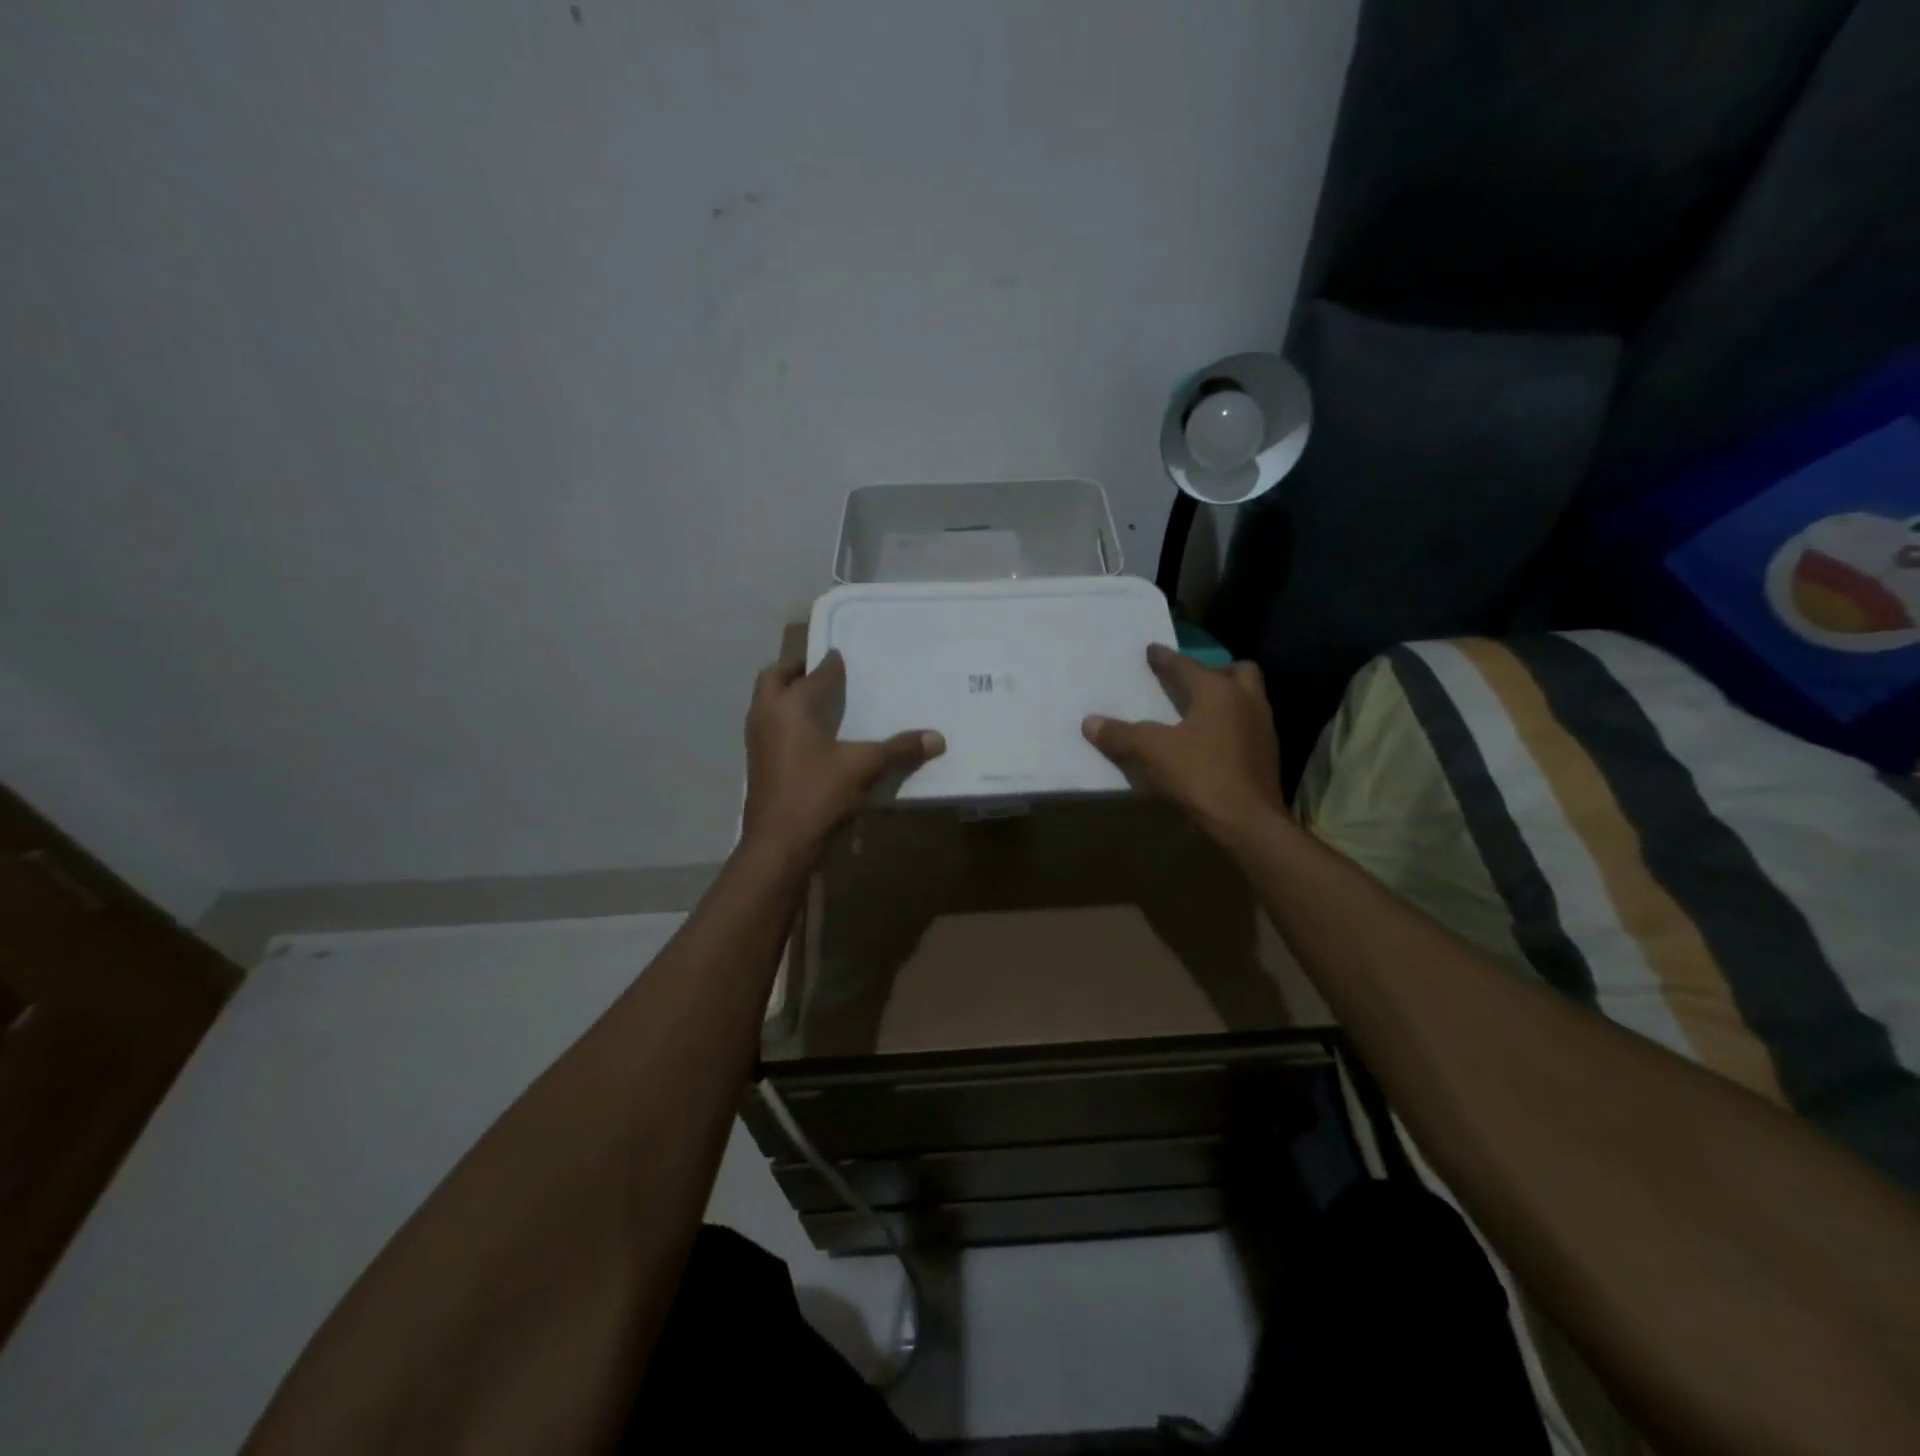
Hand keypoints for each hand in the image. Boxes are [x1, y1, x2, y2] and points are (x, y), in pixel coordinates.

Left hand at [741, 650, 944, 868]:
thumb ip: (899, 749)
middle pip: (775, 677)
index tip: (845, 655)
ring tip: (819, 699)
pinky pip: (771, 726)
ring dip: (787, 694)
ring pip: (768, 703)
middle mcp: (767, 714)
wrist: (778, 845)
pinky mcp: (759, 763)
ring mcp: (758, 740)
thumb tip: (937, 738)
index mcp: (791, 704)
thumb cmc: (817, 795)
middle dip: (797, 669)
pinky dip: (787, 720)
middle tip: (823, 671)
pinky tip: (812, 736)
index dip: (832, 662)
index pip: (815, 672)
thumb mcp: (864, 768)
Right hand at [1082, 644, 1284, 844]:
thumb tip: (1090, 722)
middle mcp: (1247, 702)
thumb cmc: (1200, 776)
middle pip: (1238, 672)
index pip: (1187, 666)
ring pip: (1248, 700)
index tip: (1152, 650)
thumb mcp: (1151, 753)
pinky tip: (1212, 744)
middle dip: (1215, 672)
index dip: (1165, 659)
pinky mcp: (1267, 758)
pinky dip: (1231, 728)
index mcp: (1219, 692)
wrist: (1247, 823)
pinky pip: (1248, 729)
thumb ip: (1121, 735)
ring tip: (1199, 712)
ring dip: (1227, 700)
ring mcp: (1263, 730)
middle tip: (1192, 682)